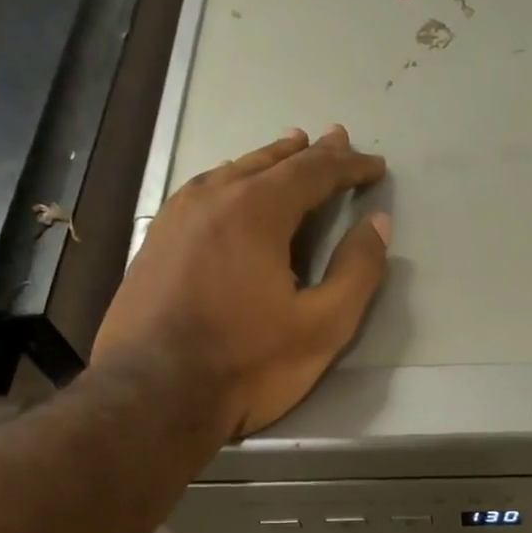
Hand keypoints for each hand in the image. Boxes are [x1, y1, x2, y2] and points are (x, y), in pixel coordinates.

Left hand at [93, 125, 389, 439]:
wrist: (154, 393)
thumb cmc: (247, 364)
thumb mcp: (321, 327)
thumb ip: (356, 272)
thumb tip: (378, 224)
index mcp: (257, 211)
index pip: (313, 172)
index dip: (348, 167)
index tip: (374, 165)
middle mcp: (213, 198)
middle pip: (269, 162)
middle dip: (308, 153)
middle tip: (334, 139)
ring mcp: (177, 217)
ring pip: (231, 172)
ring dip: (267, 162)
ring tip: (287, 150)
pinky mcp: (156, 242)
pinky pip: (204, 193)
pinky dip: (232, 182)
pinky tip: (232, 191)